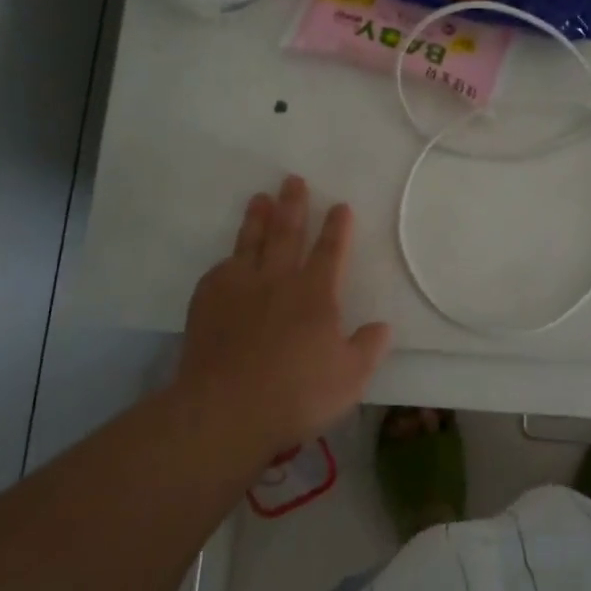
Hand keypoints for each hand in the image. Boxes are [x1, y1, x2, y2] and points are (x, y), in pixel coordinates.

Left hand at [174, 175, 391, 457]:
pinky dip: (228, 259)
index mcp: (315, 294)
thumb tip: (382, 326)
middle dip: (294, 205)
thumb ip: (368, 348)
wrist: (226, 410)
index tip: (340, 206)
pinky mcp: (207, 302)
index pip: (331, 251)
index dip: (337, 228)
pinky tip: (228, 257)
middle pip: (288, 233)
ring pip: (251, 243)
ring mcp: (239, 288)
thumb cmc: (296, 394)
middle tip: (293, 180)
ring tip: (261, 198)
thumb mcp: (350, 378)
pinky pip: (220, 270)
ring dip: (258, 219)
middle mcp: (278, 280)